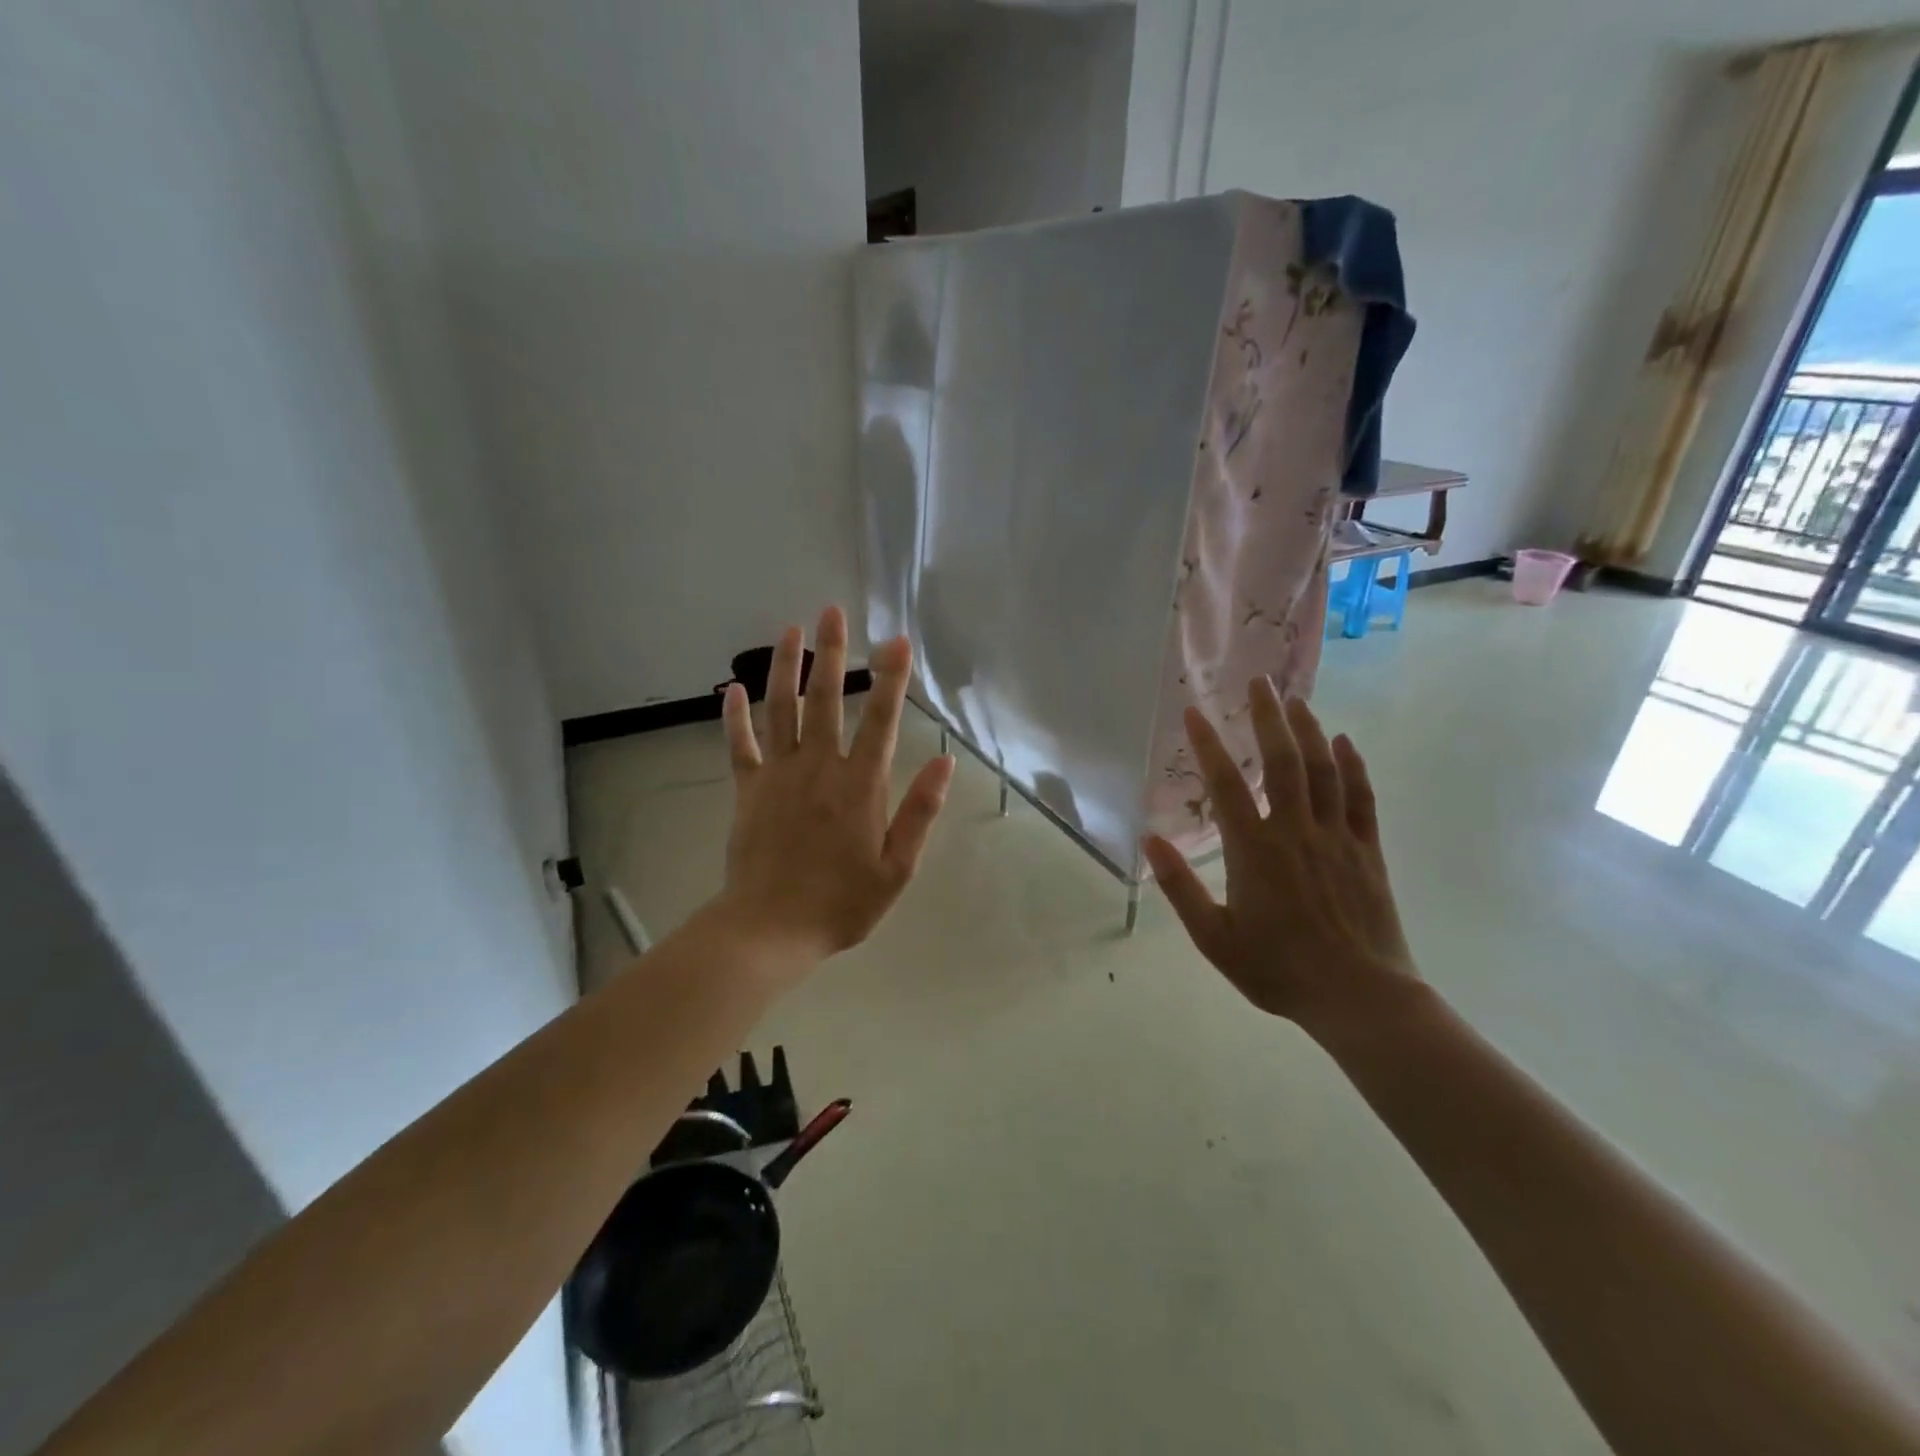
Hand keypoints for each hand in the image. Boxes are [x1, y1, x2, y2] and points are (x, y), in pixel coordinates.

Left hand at [715, 605, 954, 967]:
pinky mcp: (747, 789)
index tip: (896, 639)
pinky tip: (732, 687)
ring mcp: (778, 775)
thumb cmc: (841, 903)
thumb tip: (944, 763)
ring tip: (790, 630)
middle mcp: (818, 767)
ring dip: (785, 667)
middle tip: (833, 611)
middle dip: (832, 652)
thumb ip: (920, 812)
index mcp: (859, 785)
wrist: (770, 929)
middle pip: (825, 699)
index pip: (881, 720)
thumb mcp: (898, 868)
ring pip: (781, 709)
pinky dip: (734, 715)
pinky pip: (739, 744)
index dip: (891, 677)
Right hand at [1142, 679, 1416, 1035]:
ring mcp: (1336, 837)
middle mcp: (1295, 831)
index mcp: (1254, 851)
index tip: (1194, 712)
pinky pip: (1361, 797)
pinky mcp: (1367, 850)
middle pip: (1282, 761)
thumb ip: (1181, 887)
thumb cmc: (1278, 969)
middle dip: (1268, 717)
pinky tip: (1345, 742)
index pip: (1226, 786)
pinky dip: (1353, 766)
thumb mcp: (1214, 938)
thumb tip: (1149, 839)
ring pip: (1323, 770)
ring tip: (1295, 699)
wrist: (1358, 997)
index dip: (1208, 746)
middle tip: (1259, 682)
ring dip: (1308, 730)